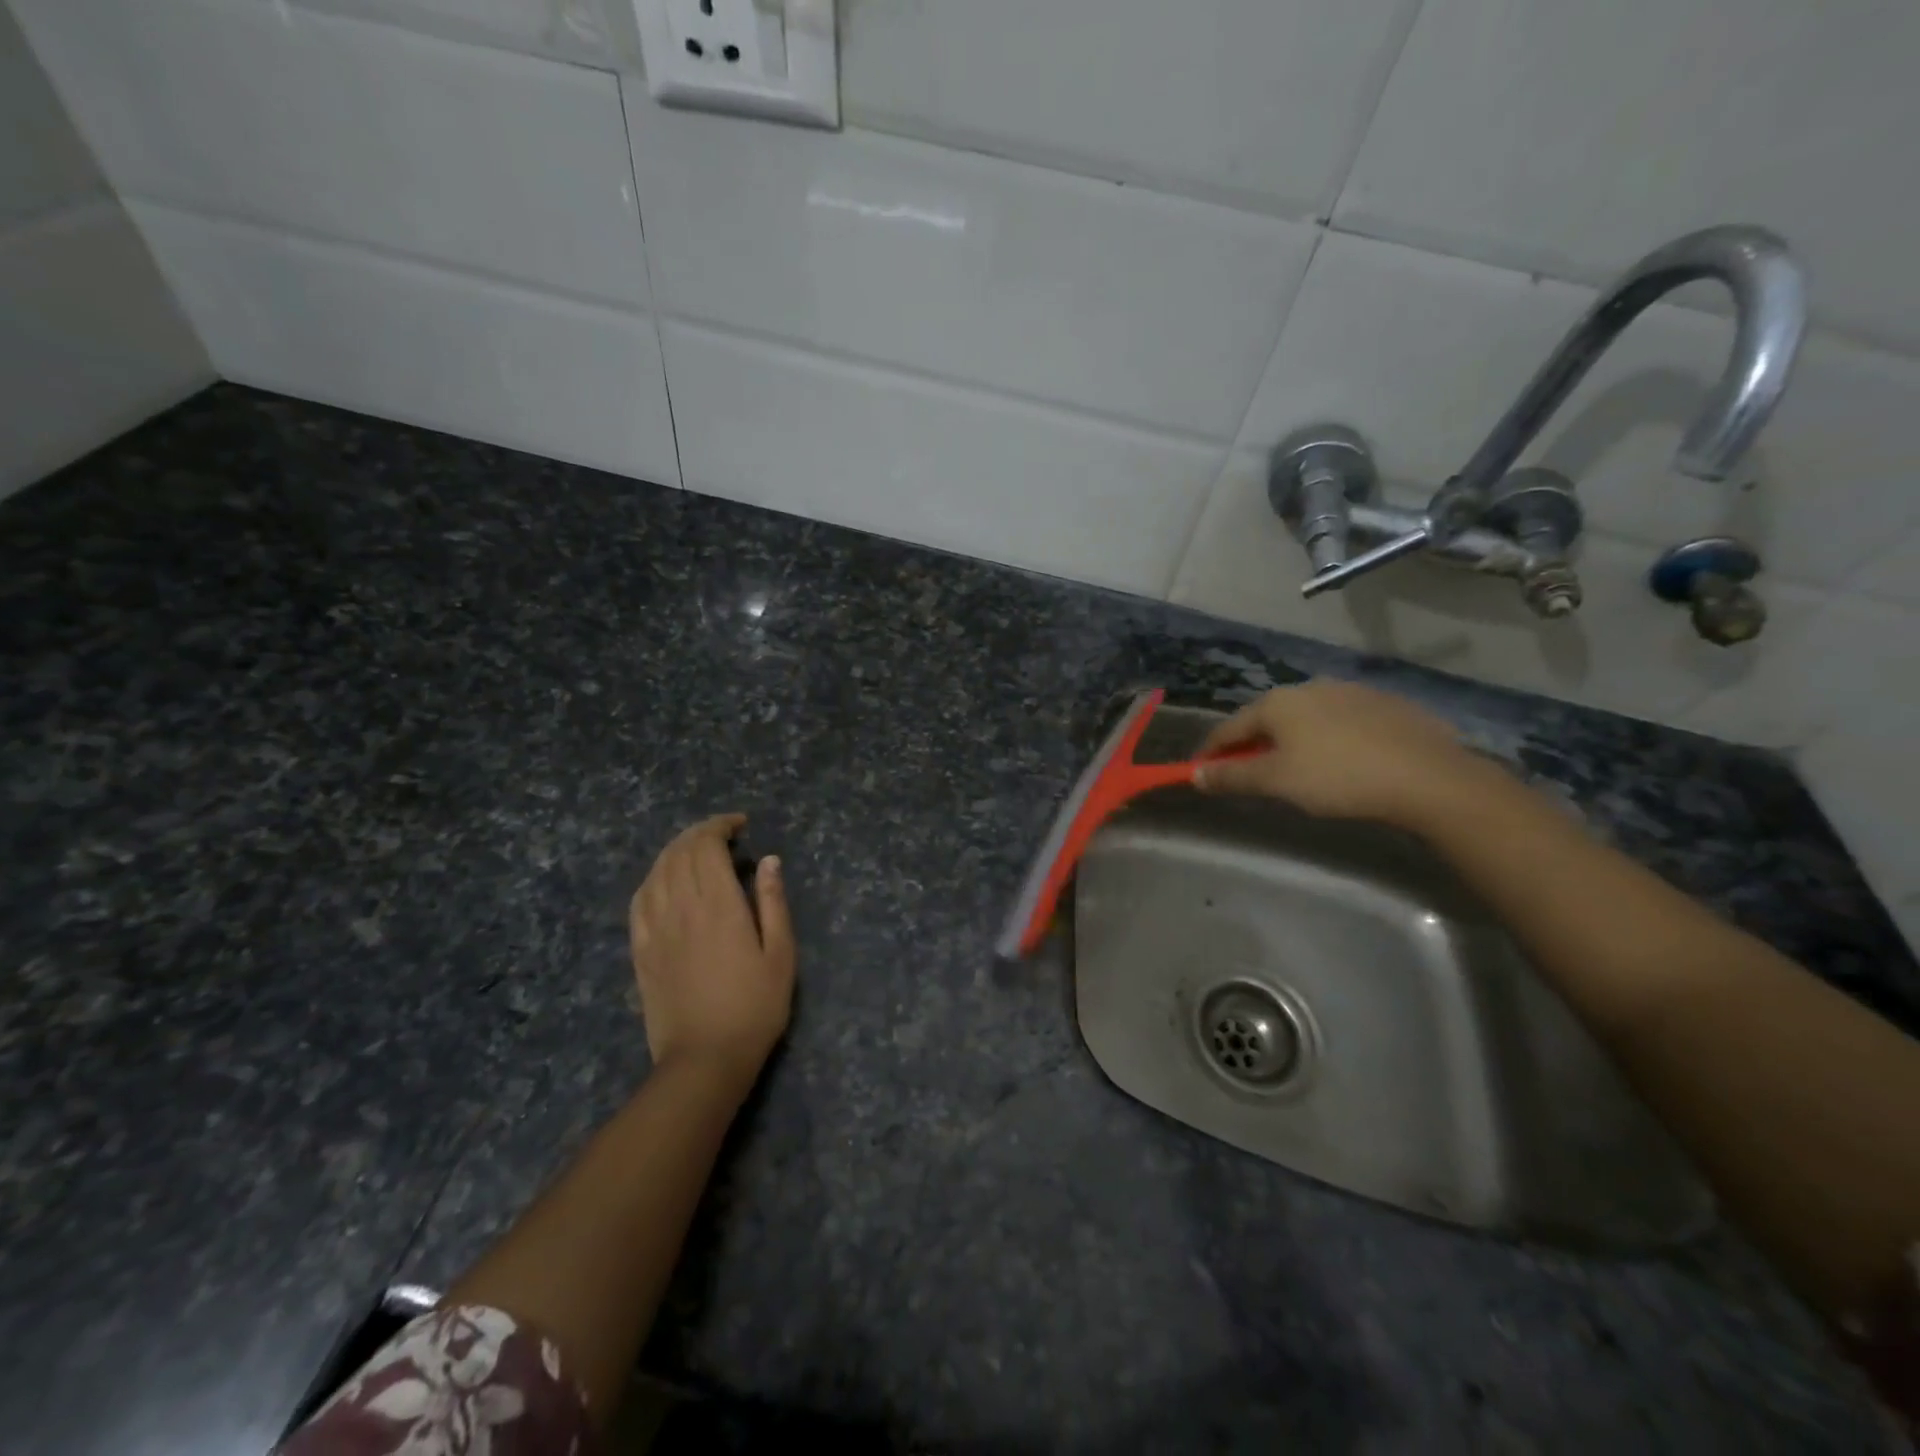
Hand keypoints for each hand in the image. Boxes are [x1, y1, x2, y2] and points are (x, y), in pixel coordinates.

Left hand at [629, 814, 795, 1085]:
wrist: (704, 1059)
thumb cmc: (754, 1008)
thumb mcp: (781, 954)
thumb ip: (773, 903)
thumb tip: (769, 860)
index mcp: (719, 905)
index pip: (707, 847)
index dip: (720, 826)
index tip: (740, 825)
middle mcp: (682, 908)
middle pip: (680, 852)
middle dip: (700, 833)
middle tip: (723, 834)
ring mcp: (655, 928)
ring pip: (657, 871)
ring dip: (675, 850)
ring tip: (696, 850)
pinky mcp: (641, 950)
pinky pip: (639, 900)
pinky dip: (653, 878)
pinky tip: (664, 880)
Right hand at [1194, 681, 1494, 829]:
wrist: (1428, 777)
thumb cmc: (1338, 778)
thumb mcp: (1276, 782)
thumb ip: (1231, 776)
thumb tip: (1195, 774)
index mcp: (1278, 702)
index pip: (1229, 727)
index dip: (1211, 752)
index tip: (1200, 773)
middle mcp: (1310, 687)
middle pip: (1267, 719)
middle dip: (1252, 745)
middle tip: (1249, 774)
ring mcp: (1351, 692)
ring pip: (1306, 718)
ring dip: (1291, 740)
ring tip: (1297, 769)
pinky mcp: (1386, 704)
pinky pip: (1342, 721)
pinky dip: (1329, 739)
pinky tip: (1343, 762)